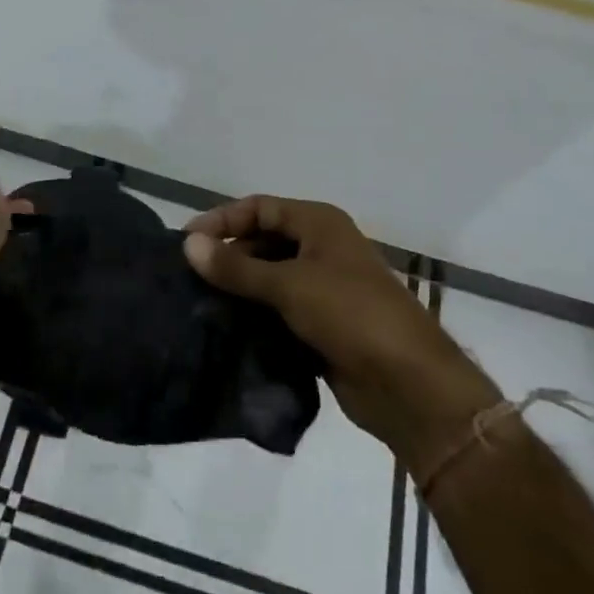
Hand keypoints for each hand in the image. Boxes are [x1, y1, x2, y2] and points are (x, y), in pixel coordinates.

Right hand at [184, 195, 499, 478]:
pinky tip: (226, 330)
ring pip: (270, 278)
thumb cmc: (350, 314)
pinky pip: (279, 312)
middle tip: (188, 278)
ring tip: (198, 305)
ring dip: (240, 289)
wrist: (409, 385)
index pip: (259, 208)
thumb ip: (236, 267)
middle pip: (264, 241)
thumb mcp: (289, 284)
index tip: (185, 242)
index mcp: (319, 223)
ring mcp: (324, 288)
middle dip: (228, 256)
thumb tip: (187, 244)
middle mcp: (321, 248)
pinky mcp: (323, 326)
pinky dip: (255, 317)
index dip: (222, 220)